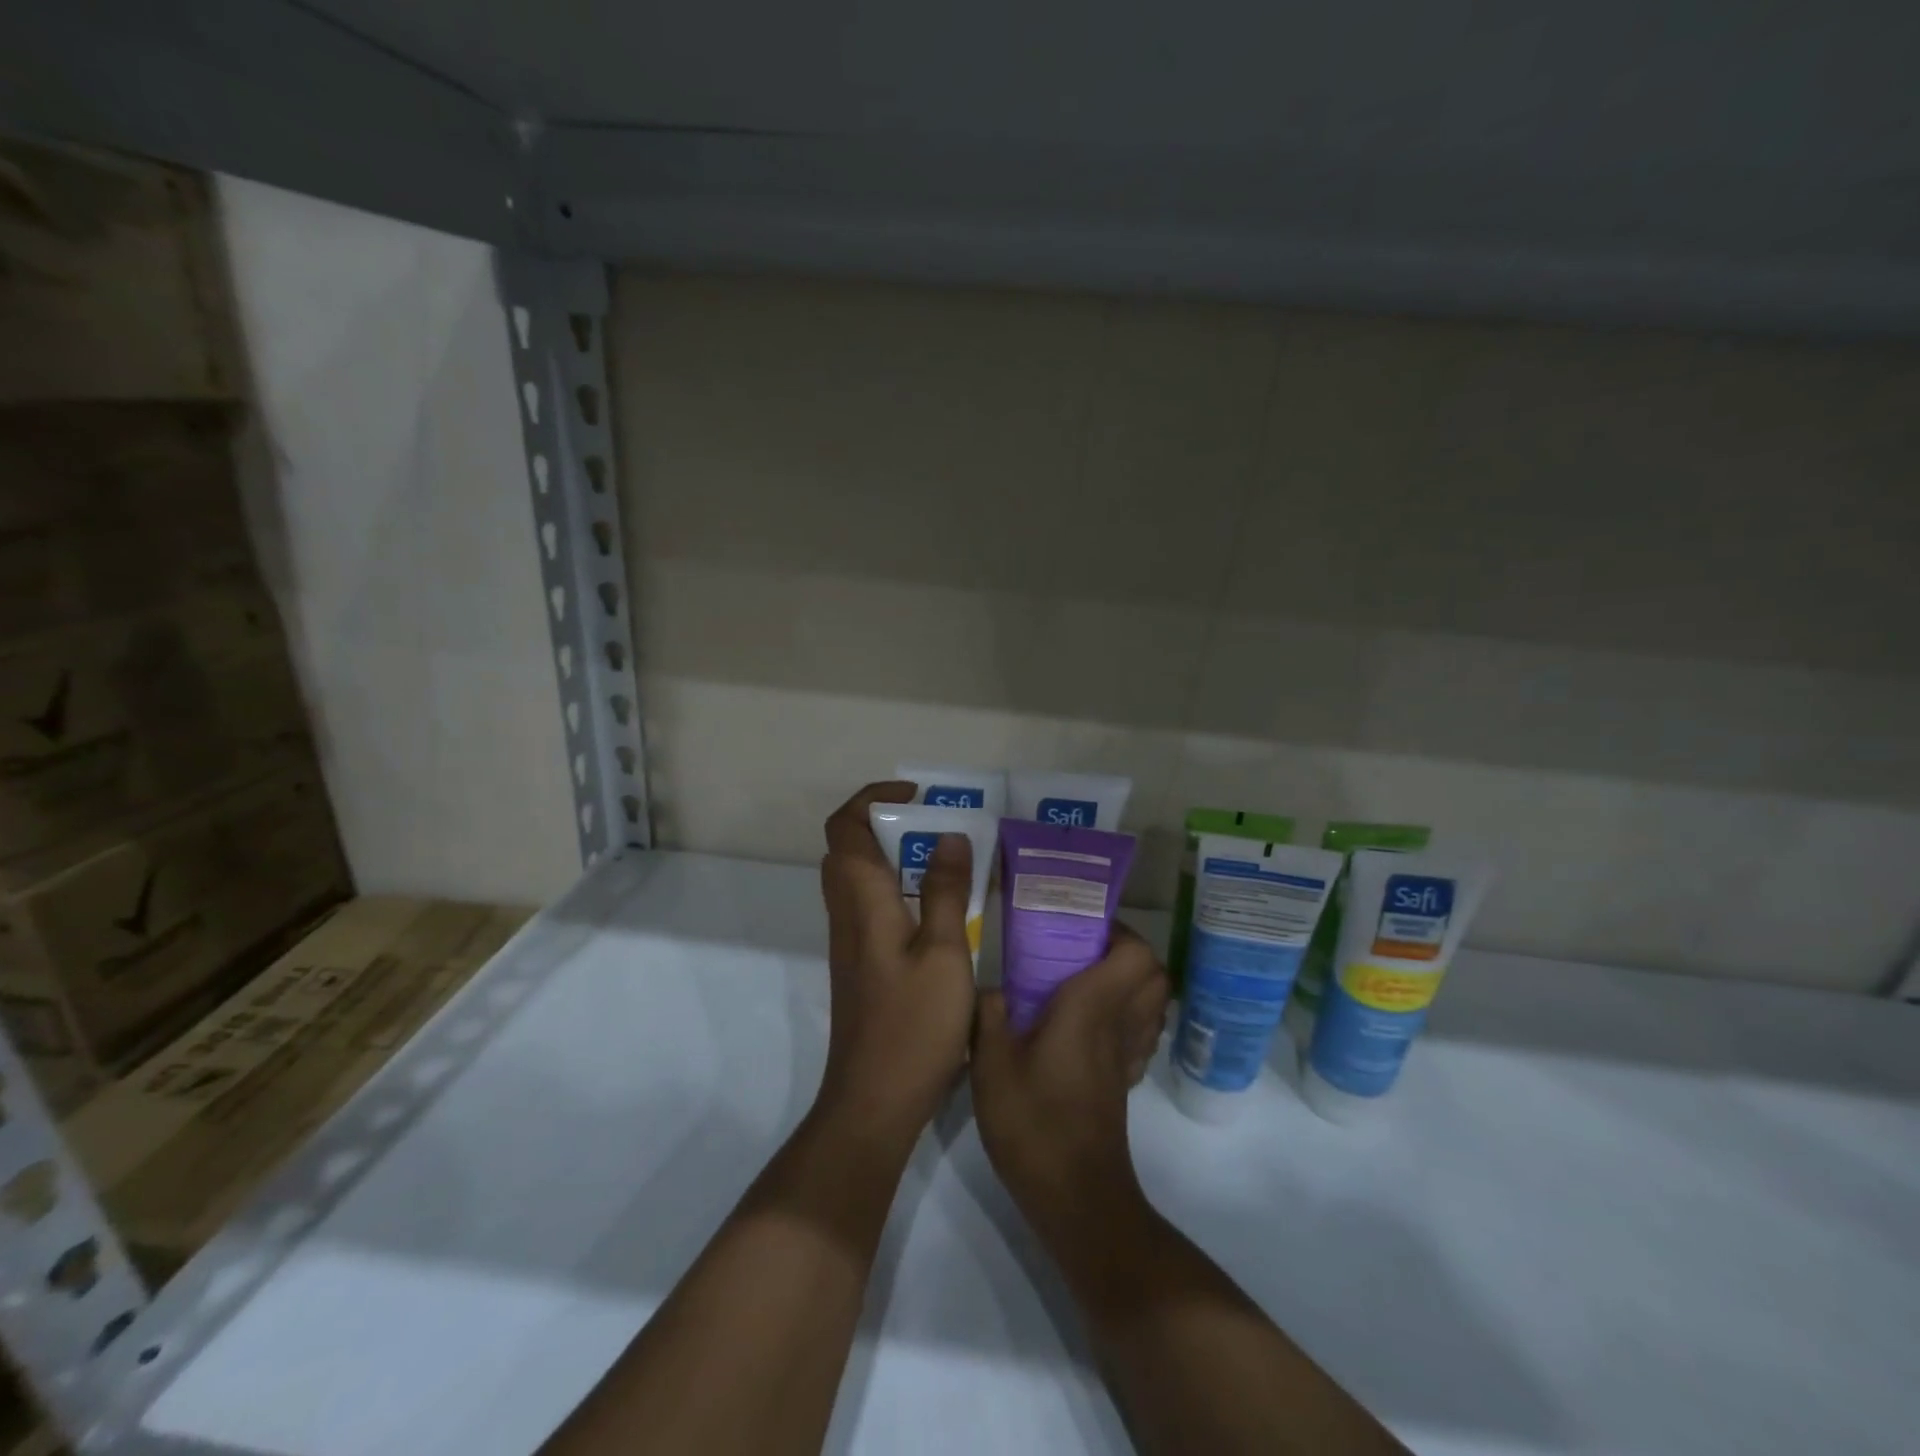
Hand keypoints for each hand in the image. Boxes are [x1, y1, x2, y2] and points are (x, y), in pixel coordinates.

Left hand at [816, 782, 977, 1138]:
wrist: (874, 1100)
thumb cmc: (913, 1025)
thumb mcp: (944, 952)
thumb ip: (946, 890)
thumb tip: (949, 836)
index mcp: (862, 900)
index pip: (846, 826)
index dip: (873, 798)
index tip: (919, 797)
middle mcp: (847, 913)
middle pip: (849, 846)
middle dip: (889, 823)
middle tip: (939, 827)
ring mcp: (850, 941)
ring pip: (859, 877)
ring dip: (895, 856)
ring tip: (947, 860)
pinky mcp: (861, 964)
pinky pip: (871, 905)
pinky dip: (898, 888)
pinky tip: (940, 910)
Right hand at [971, 924, 1168, 1241]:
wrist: (1074, 1198)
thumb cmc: (1033, 1124)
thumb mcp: (990, 1065)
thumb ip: (988, 1016)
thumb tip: (991, 988)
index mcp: (1092, 1007)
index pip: (1137, 954)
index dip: (1119, 931)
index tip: (1081, 924)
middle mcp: (1120, 1024)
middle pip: (1155, 973)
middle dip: (1128, 951)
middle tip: (1081, 947)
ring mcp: (1128, 1056)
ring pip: (1153, 1002)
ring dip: (1130, 982)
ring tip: (1083, 978)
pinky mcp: (1125, 1081)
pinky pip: (1141, 1032)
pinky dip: (1127, 1016)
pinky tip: (1086, 1024)